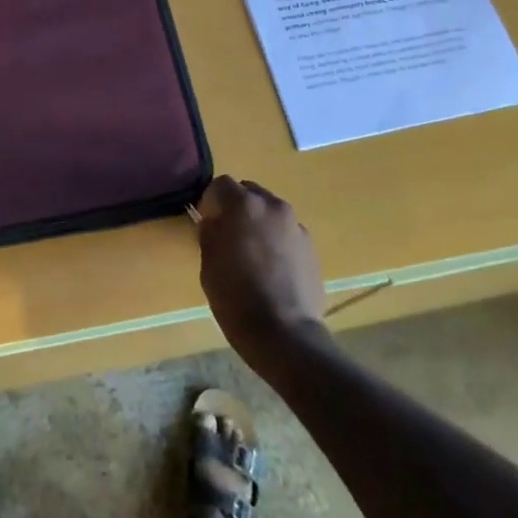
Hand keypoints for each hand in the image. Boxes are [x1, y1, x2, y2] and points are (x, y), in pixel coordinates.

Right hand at [195, 175, 326, 370]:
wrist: (284, 333)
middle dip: (237, 207)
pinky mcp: (310, 247)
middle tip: (228, 234)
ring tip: (252, 253)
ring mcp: (296, 226)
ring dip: (258, 223)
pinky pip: (286, 233)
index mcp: (244, 205)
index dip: (210, 201)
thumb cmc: (236, 298)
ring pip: (270, 212)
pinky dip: (276, 241)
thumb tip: (213, 222)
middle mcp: (273, 207)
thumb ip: (210, 234)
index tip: (206, 222)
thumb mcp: (209, 265)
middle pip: (250, 192)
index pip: (221, 184)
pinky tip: (271, 268)